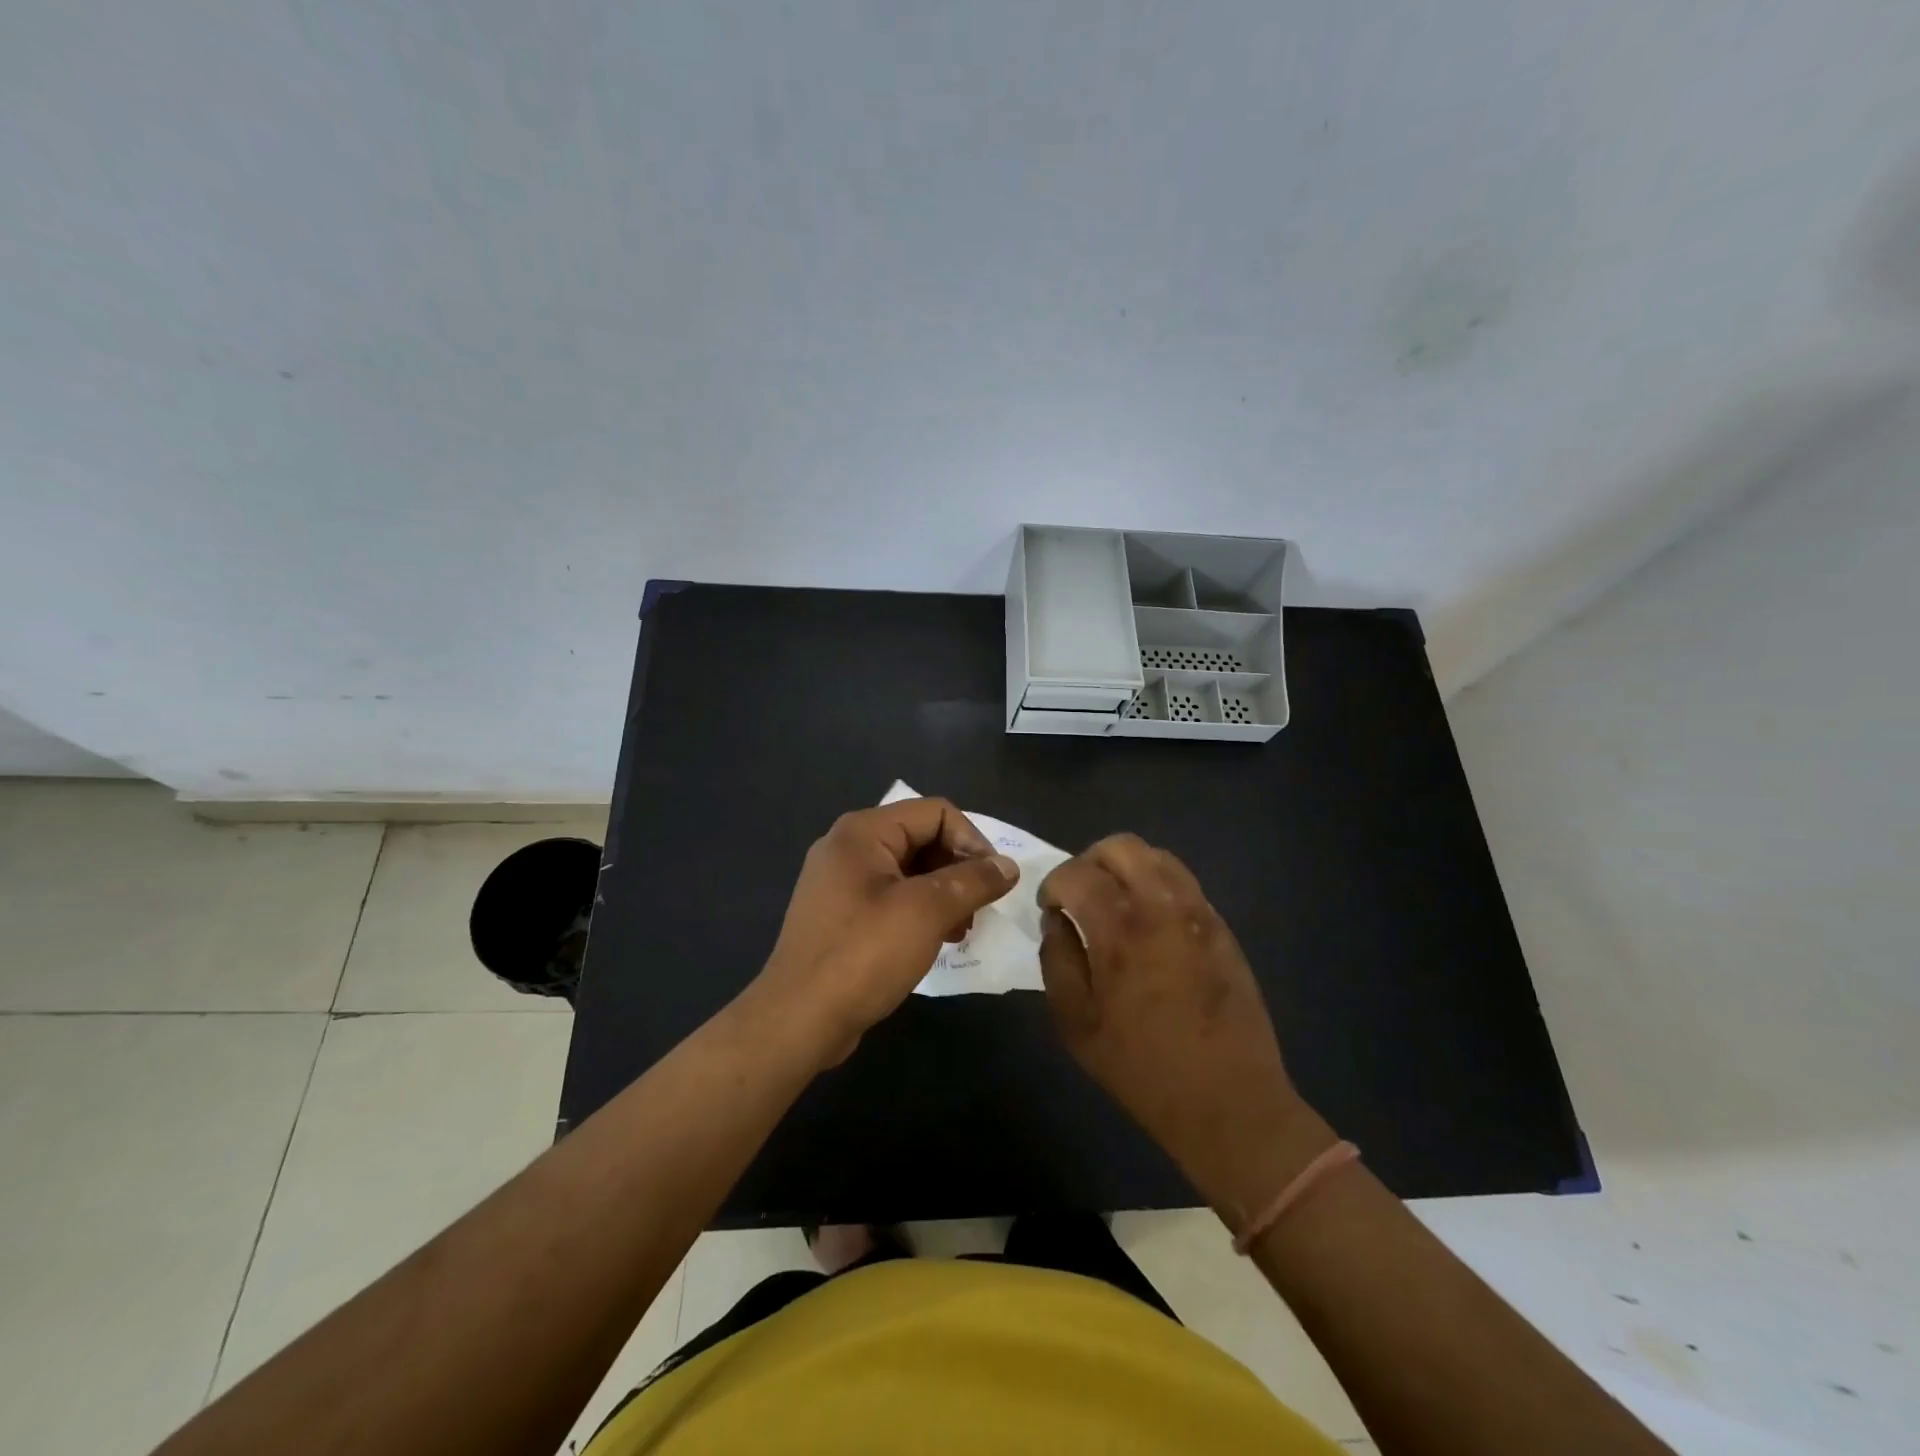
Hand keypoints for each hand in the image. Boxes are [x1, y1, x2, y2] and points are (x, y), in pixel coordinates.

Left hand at [752, 798, 1018, 1066]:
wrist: (798, 1020)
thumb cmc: (864, 954)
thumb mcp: (927, 911)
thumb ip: (973, 881)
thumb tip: (1008, 865)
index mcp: (863, 831)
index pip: (935, 813)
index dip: (972, 840)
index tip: (994, 881)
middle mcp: (848, 847)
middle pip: (921, 838)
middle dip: (958, 869)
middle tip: (979, 909)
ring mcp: (841, 882)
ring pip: (909, 871)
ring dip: (943, 893)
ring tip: (961, 930)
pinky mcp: (841, 914)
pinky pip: (891, 897)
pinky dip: (920, 911)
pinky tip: (936, 941)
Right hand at [1037, 834, 1333, 1227]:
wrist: (1228, 1100)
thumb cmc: (1141, 1068)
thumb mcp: (1075, 1023)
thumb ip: (1057, 959)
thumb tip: (1056, 920)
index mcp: (1119, 931)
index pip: (1076, 874)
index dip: (1053, 884)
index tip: (1050, 908)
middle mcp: (1161, 907)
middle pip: (1120, 847)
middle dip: (1088, 862)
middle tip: (1079, 895)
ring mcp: (1198, 913)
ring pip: (1156, 856)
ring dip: (1125, 868)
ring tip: (1114, 902)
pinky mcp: (1221, 926)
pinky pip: (1183, 882)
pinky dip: (1155, 884)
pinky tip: (1148, 921)